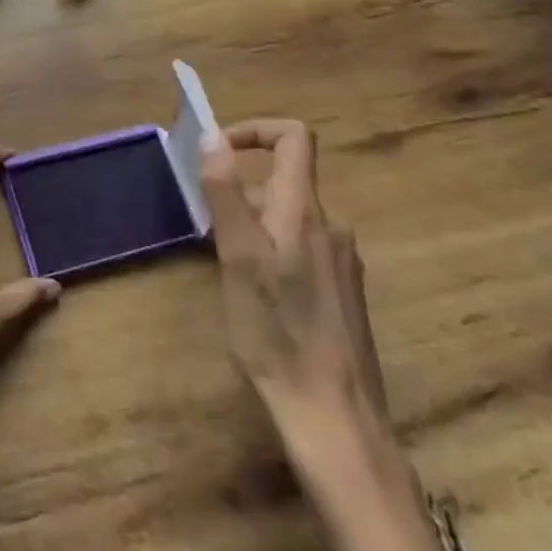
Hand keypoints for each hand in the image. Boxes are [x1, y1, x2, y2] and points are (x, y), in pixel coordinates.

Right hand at [201, 119, 448, 550]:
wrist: (336, 421)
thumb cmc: (278, 333)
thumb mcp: (238, 257)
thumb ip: (226, 192)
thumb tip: (214, 136)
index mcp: (305, 211)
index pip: (294, 137)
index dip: (255, 128)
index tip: (219, 150)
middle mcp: (331, 228)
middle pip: (284, 181)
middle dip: (241, 191)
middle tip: (207, 226)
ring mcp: (342, 263)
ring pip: (289, 220)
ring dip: (254, 226)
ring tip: (226, 268)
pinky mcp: (344, 296)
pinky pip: (302, 250)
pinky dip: (272, 253)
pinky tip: (258, 299)